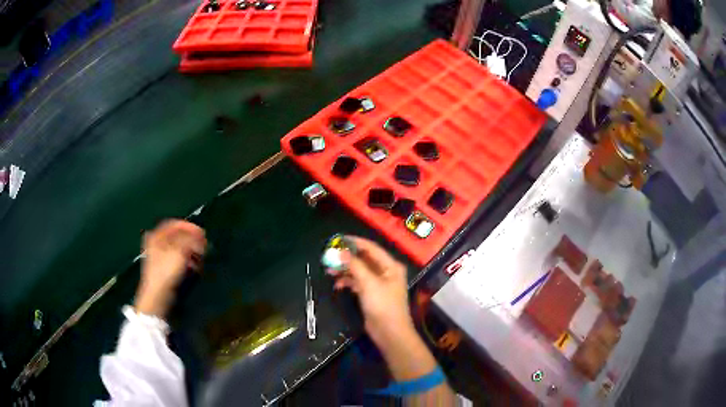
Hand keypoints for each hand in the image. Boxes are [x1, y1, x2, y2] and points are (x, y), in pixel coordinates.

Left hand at [134, 220, 206, 317]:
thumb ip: (190, 240)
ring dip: (192, 252)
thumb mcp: (180, 251)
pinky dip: (187, 261)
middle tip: (203, 245)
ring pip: (179, 249)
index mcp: (157, 236)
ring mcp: (160, 256)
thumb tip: (199, 236)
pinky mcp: (165, 269)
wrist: (158, 295)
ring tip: (200, 258)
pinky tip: (194, 268)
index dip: (189, 227)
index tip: (202, 233)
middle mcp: (156, 243)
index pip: (175, 225)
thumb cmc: (166, 271)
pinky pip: (178, 260)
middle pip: (178, 236)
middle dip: (192, 241)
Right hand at [328, 237, 456, 402]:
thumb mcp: (368, 283)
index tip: (338, 239)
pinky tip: (337, 284)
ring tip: (329, 270)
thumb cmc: (383, 305)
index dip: (355, 242)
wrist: (389, 333)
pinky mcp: (371, 295)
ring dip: (345, 270)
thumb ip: (355, 266)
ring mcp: (378, 284)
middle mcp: (386, 272)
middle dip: (347, 258)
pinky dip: (348, 282)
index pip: (371, 248)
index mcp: (390, 266)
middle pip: (364, 259)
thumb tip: (340, 251)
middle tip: (329, 255)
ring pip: (359, 271)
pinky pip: (358, 283)